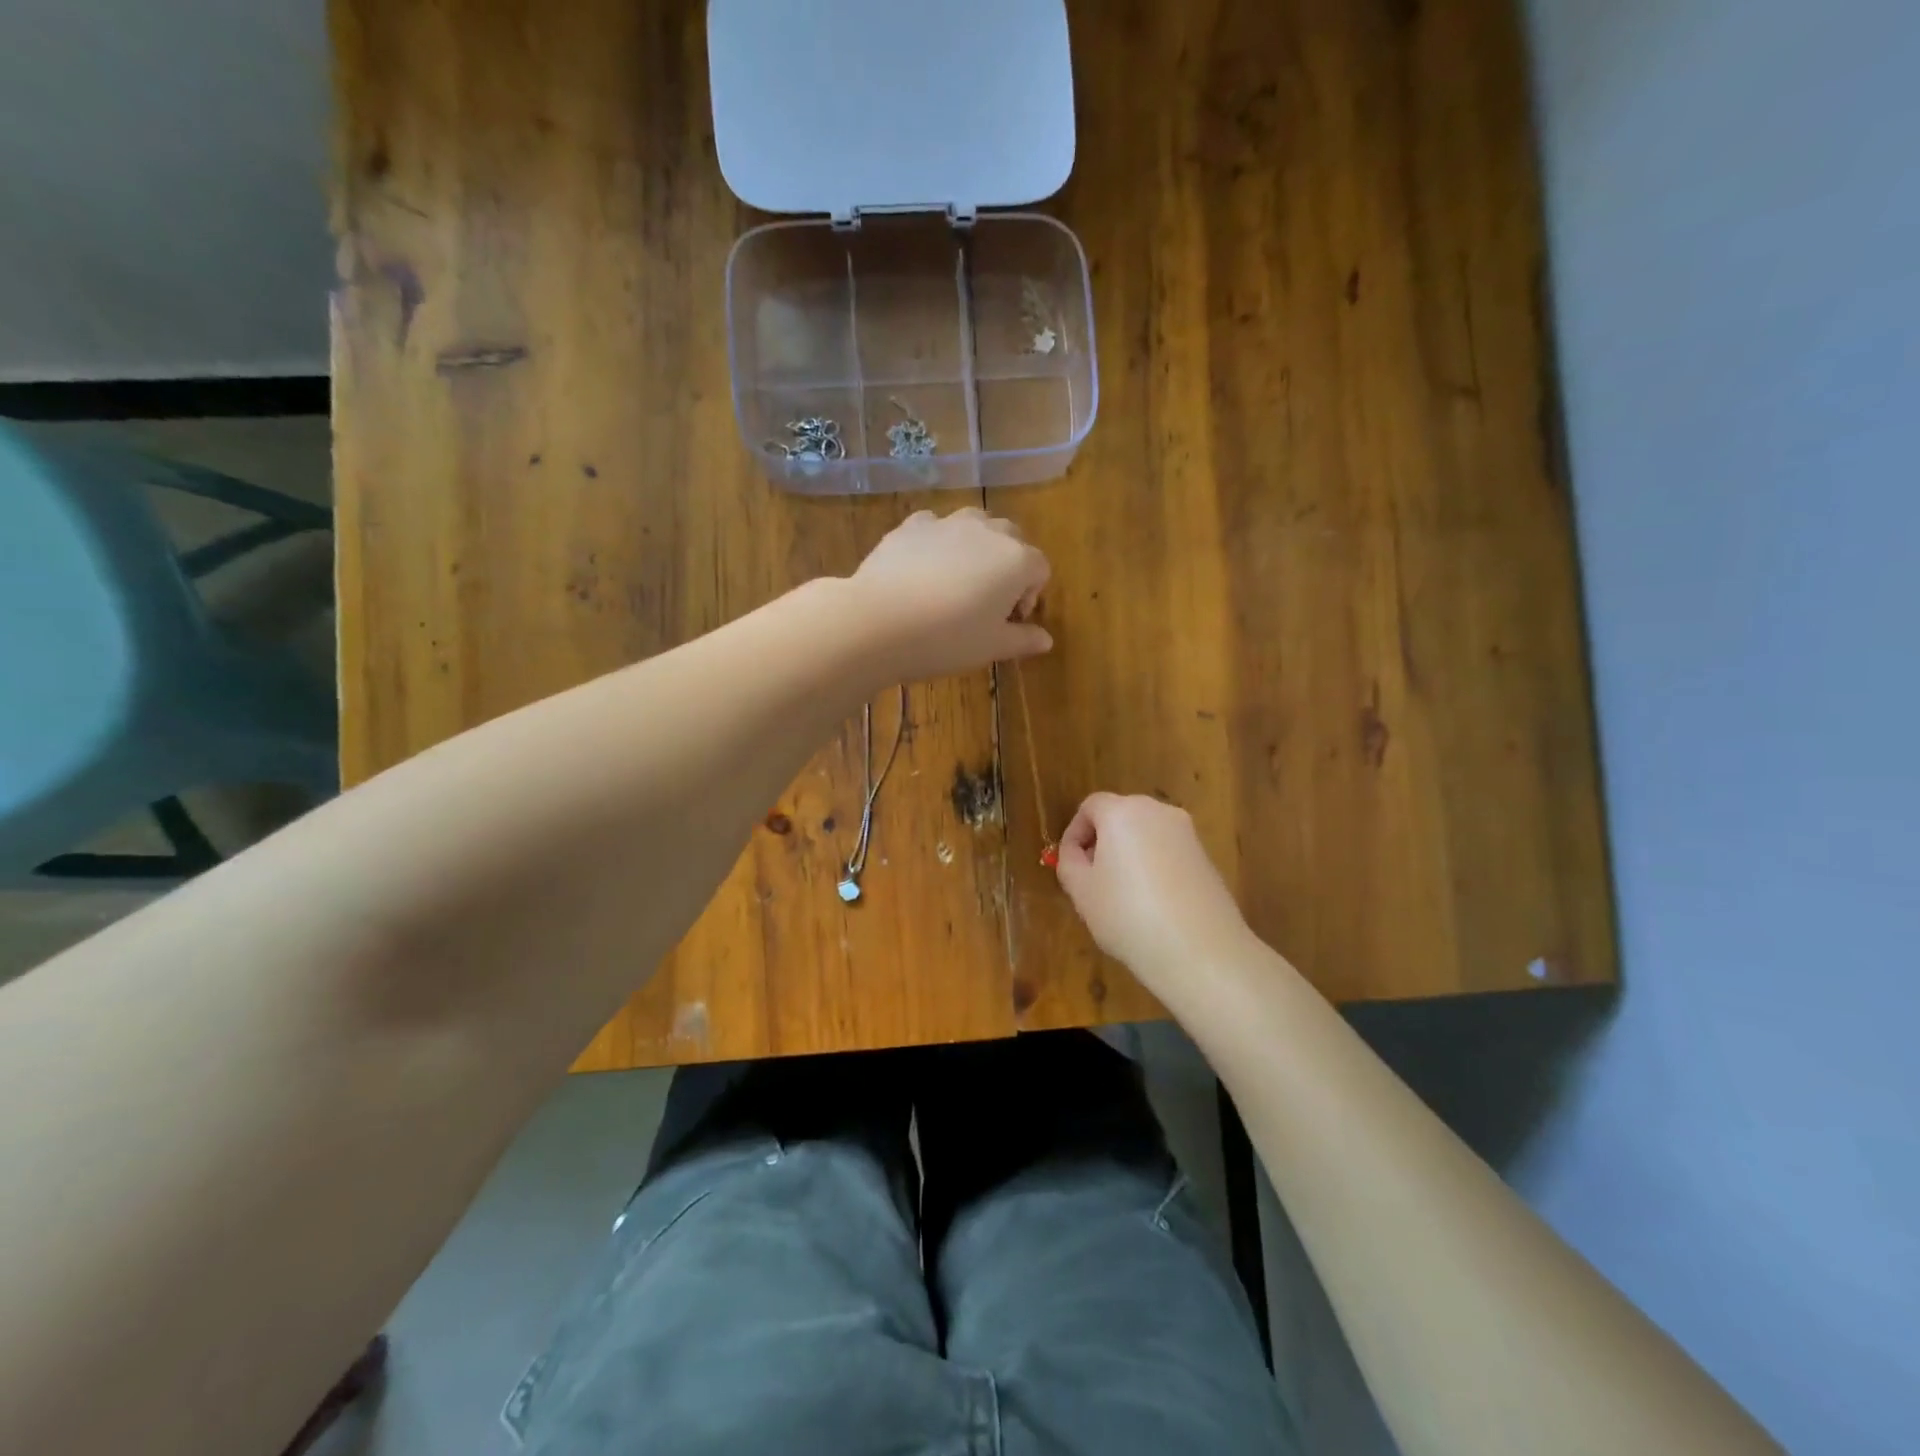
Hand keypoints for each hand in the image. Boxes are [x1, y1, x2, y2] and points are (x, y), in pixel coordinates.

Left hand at [848, 508, 1051, 682]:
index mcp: (1016, 560)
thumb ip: (1022, 640)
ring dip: (976, 547)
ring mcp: (947, 523)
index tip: (1011, 621)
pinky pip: (935, 528)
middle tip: (988, 600)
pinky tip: (923, 570)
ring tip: (958, 580)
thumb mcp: (991, 647)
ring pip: (975, 525)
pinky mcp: (911, 526)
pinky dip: (938, 543)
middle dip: (1008, 565)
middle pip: (1012, 539)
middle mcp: (987, 532)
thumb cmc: (947, 639)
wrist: (878, 622)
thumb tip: (1046, 640)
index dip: (1030, 595)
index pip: (1039, 569)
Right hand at [1055, 793, 1253, 988]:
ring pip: (1146, 834)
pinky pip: (1169, 852)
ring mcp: (1188, 834)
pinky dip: (1154, 867)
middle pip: (1120, 816)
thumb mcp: (1082, 892)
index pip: (1090, 806)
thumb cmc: (1128, 915)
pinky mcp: (1207, 858)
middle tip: (1091, 878)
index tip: (1069, 862)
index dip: (1074, 832)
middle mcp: (1158, 812)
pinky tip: (1152, 904)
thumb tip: (1077, 853)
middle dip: (1102, 841)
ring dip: (1129, 854)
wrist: (1200, 950)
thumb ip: (1070, 862)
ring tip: (1121, 895)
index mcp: (1123, 812)